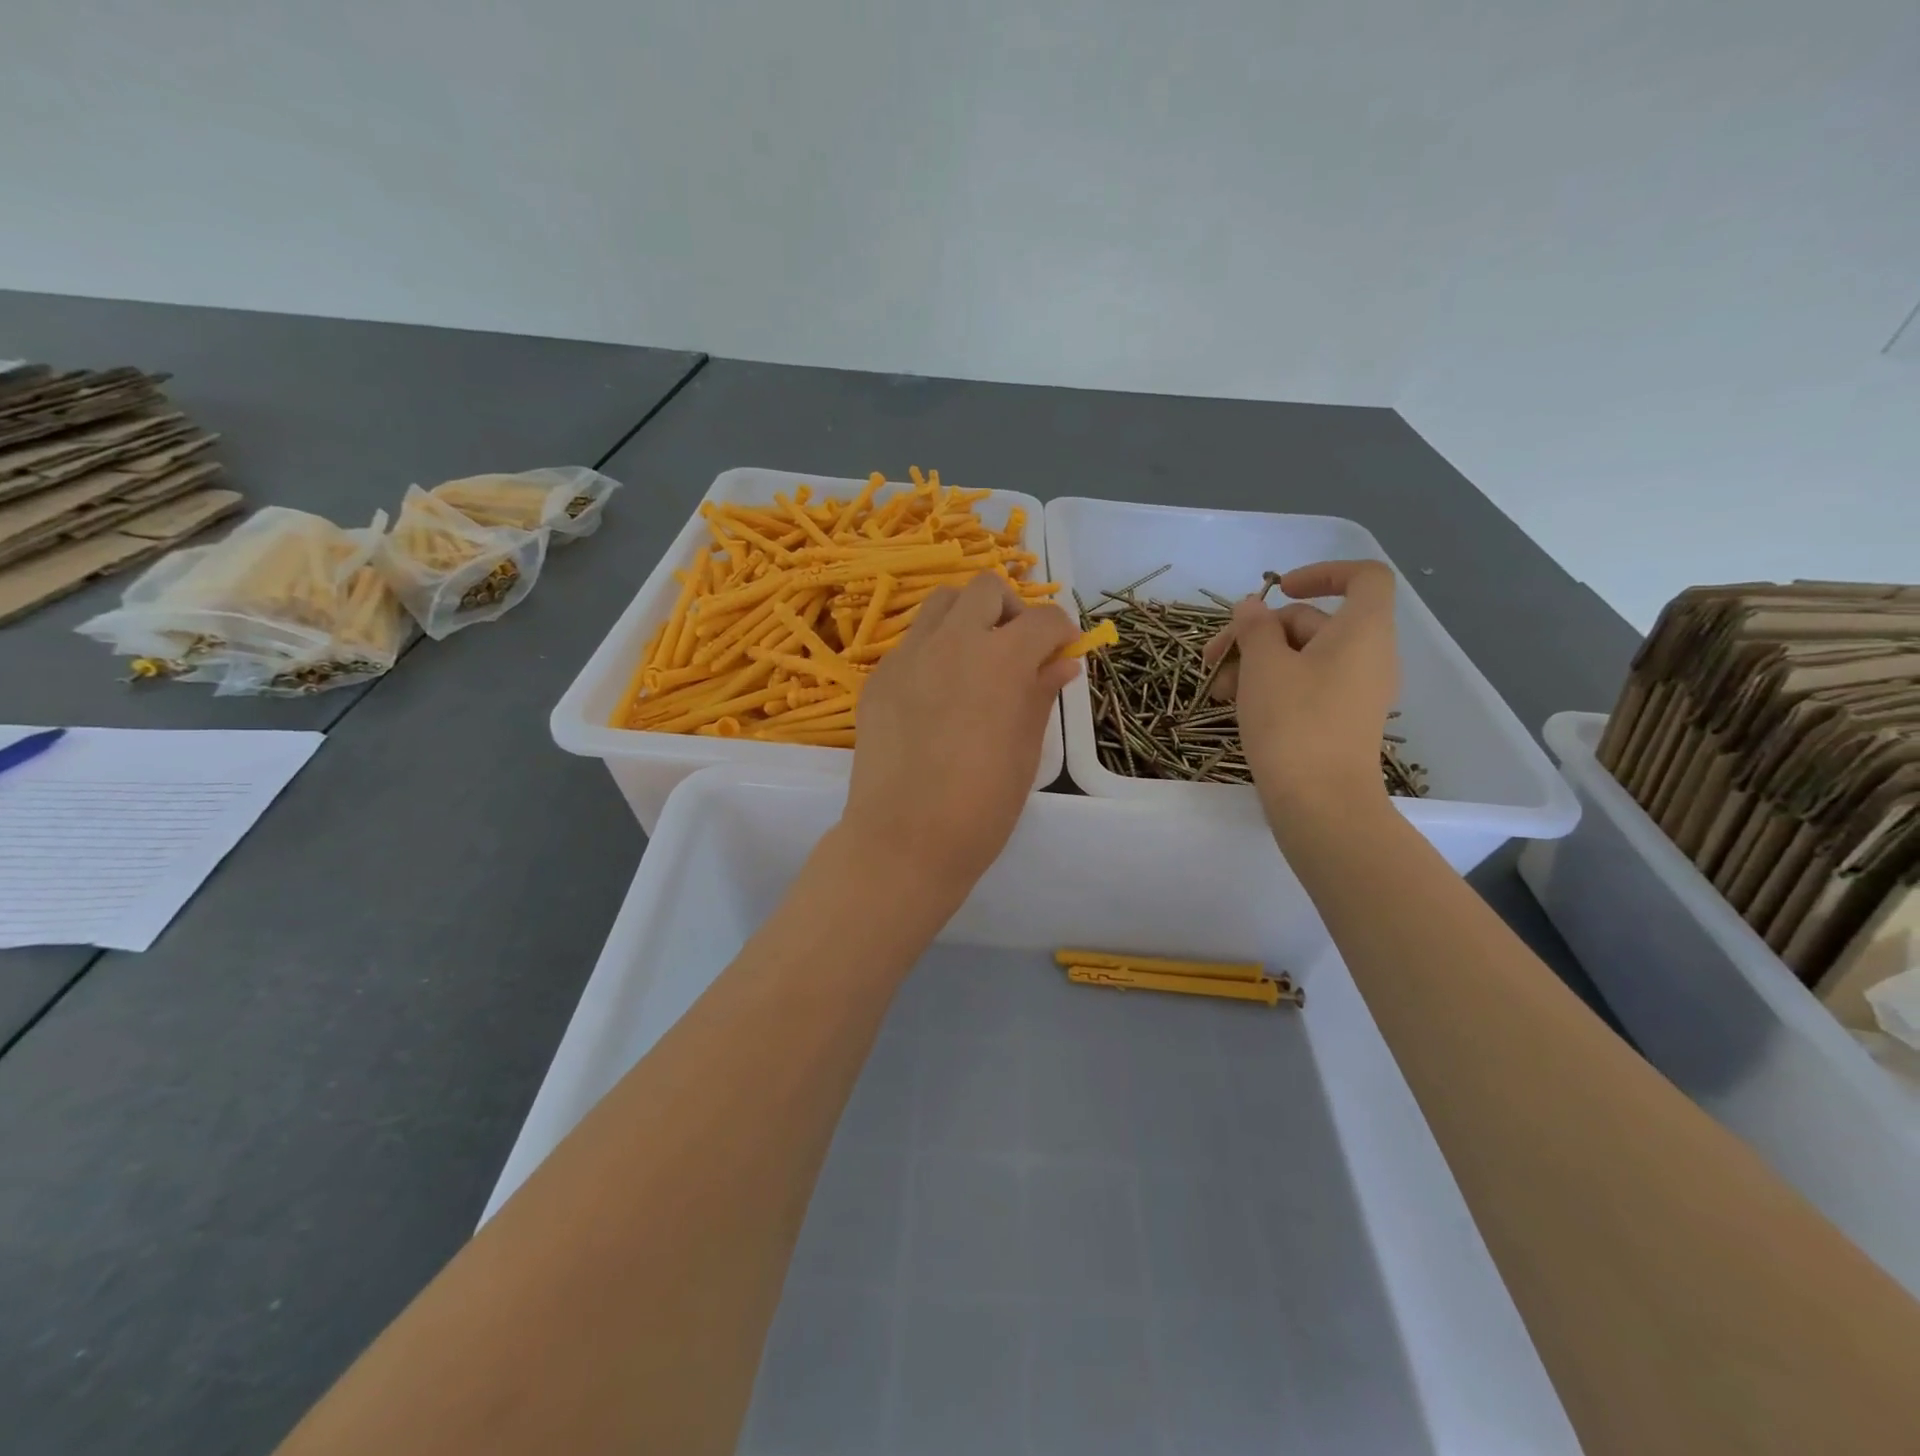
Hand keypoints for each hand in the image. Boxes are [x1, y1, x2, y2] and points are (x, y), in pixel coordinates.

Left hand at [842, 572, 1077, 892]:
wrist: (903, 840)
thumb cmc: (980, 807)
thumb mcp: (1025, 752)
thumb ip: (1040, 696)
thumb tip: (1061, 665)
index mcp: (1001, 660)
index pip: (1044, 618)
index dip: (1062, 632)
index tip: (1062, 654)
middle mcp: (953, 642)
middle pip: (986, 589)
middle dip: (1010, 610)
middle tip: (1015, 650)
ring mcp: (908, 656)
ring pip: (941, 605)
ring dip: (967, 619)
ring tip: (974, 661)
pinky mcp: (878, 677)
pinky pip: (911, 643)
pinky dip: (934, 651)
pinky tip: (935, 695)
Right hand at [1202, 559, 1398, 815]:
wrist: (1320, 803)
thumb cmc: (1294, 722)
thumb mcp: (1263, 665)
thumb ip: (1254, 627)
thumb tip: (1251, 608)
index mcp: (1362, 631)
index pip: (1363, 577)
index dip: (1322, 572)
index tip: (1278, 591)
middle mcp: (1367, 656)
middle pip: (1312, 622)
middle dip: (1257, 633)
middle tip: (1211, 657)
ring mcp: (1355, 691)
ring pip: (1301, 657)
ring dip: (1254, 663)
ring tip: (1215, 690)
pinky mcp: (1339, 720)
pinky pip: (1306, 686)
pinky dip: (1271, 686)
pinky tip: (1234, 706)